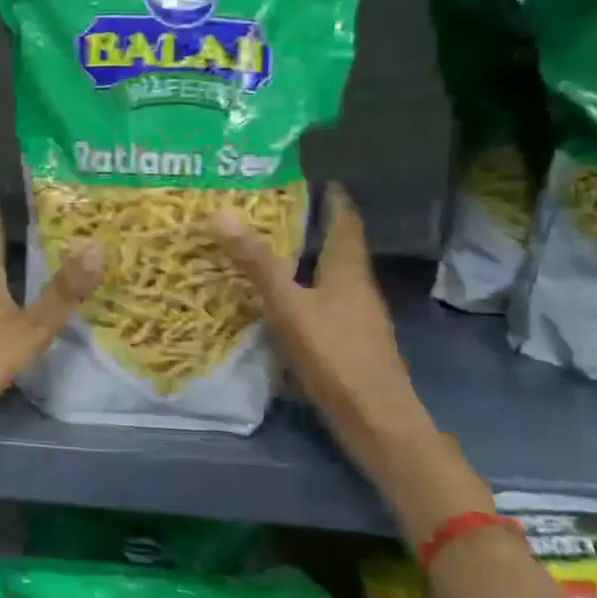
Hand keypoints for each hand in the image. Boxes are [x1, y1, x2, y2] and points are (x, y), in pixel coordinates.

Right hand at [210, 184, 430, 472]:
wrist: (376, 422)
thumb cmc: (335, 356)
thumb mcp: (289, 306)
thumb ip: (256, 263)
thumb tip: (219, 213)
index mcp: (348, 270)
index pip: (345, 220)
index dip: (332, 197)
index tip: (314, 176)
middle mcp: (356, 288)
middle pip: (338, 248)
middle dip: (312, 227)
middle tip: (274, 209)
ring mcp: (355, 318)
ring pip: (329, 278)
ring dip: (305, 261)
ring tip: (269, 250)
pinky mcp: (347, 344)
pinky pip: (322, 305)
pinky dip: (301, 293)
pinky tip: (278, 303)